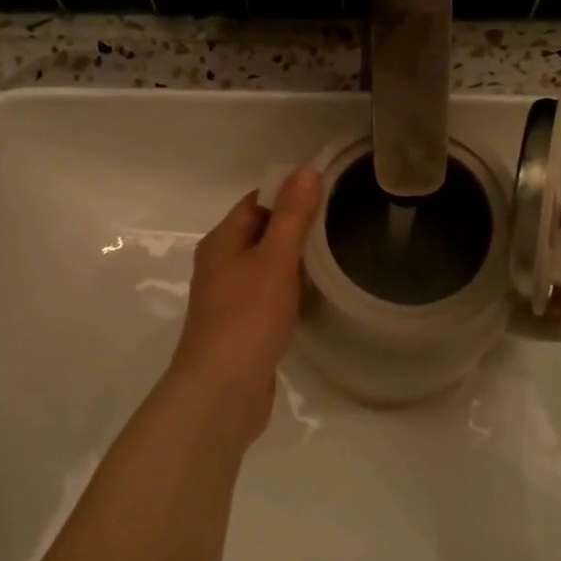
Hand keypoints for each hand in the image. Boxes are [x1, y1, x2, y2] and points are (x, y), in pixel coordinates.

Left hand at [163, 168, 322, 443]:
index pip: (256, 202)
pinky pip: (268, 296)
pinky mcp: (241, 328)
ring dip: (294, 261)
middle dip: (295, 227)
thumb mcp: (275, 259)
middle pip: (261, 232)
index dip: (288, 193)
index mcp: (222, 242)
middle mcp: (220, 265)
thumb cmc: (247, 317)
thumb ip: (292, 216)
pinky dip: (290, 291)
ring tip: (335, 257)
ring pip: (266, 266)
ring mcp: (229, 299)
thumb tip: (305, 169)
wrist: (222, 391)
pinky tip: (314, 297)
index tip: (327, 193)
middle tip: (340, 224)